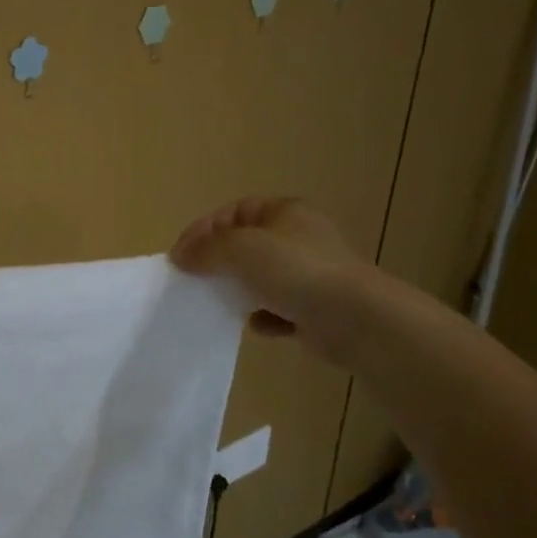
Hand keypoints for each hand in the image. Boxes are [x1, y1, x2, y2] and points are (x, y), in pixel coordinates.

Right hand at [170, 197, 368, 366]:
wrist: (357, 320)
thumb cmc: (296, 271)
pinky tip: (258, 326)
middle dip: (218, 262)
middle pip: (246, 245)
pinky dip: (265, 318)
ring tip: (221, 303)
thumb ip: (206, 249)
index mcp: (285, 211)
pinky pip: (279, 310)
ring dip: (240, 291)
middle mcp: (299, 238)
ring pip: (261, 278)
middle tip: (194, 279)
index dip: (203, 230)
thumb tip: (179, 256)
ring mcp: (310, 274)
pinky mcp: (317, 309)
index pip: (233, 213)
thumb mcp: (241, 248)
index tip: (179, 257)